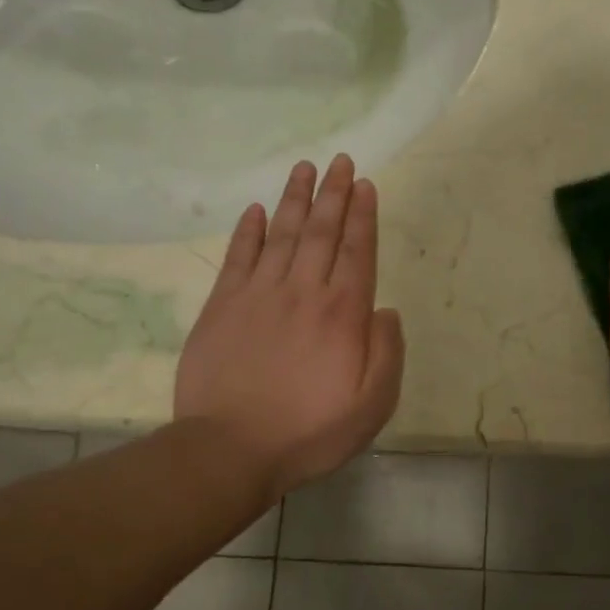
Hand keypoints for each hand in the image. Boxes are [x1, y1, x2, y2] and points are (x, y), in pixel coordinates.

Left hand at [176, 155, 404, 499]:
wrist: (231, 448)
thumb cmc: (310, 432)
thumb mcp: (372, 405)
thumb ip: (386, 353)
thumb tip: (386, 310)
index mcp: (343, 314)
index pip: (357, 251)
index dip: (363, 215)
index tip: (365, 184)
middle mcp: (303, 292)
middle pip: (322, 232)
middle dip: (334, 193)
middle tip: (341, 161)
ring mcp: (259, 294)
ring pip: (282, 234)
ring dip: (296, 198)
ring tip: (305, 168)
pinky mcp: (222, 305)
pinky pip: (239, 256)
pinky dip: (249, 230)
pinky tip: (257, 210)